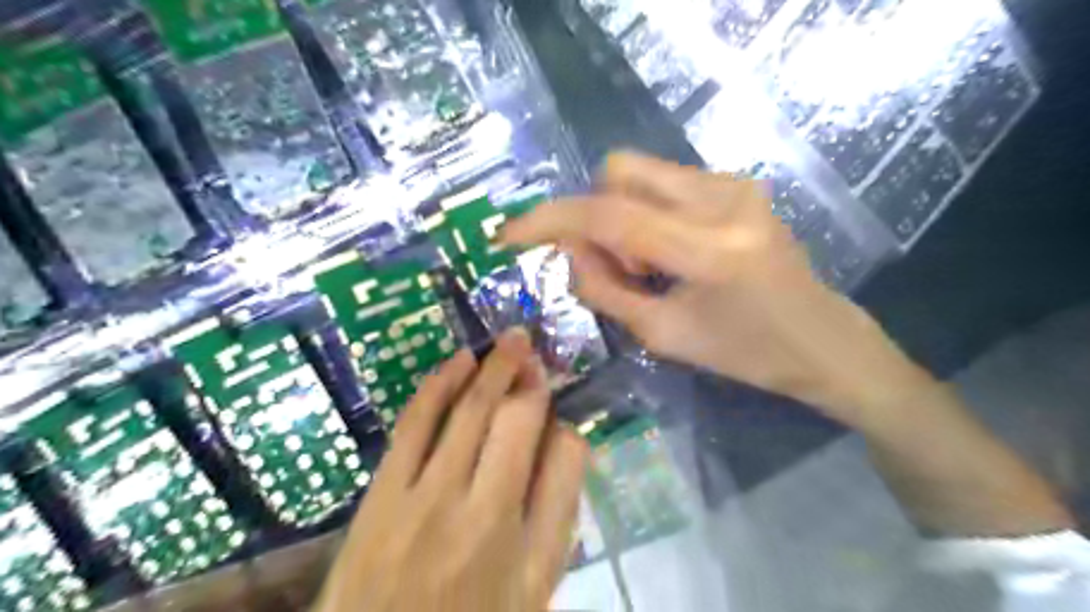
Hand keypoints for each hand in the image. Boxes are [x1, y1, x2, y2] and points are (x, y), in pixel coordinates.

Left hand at [310, 330, 591, 610]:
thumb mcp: (532, 594)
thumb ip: (556, 520)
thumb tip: (564, 444)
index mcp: (529, 551)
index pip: (565, 459)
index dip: (566, 426)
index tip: (557, 414)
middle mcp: (483, 515)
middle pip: (516, 421)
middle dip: (529, 378)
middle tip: (532, 350)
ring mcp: (425, 500)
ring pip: (469, 412)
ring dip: (492, 369)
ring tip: (510, 341)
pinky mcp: (381, 495)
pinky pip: (415, 423)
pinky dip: (439, 384)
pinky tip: (460, 361)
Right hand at [504, 152, 937, 424]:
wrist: (821, 339)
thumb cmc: (744, 354)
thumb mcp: (662, 336)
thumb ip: (603, 288)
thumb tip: (566, 251)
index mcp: (708, 250)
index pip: (609, 216)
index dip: (551, 221)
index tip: (511, 233)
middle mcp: (722, 199)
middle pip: (618, 172)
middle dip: (596, 217)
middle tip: (619, 266)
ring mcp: (734, 183)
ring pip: (639, 173)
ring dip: (623, 215)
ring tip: (650, 264)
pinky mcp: (738, 182)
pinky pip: (664, 181)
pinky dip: (648, 210)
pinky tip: (671, 250)